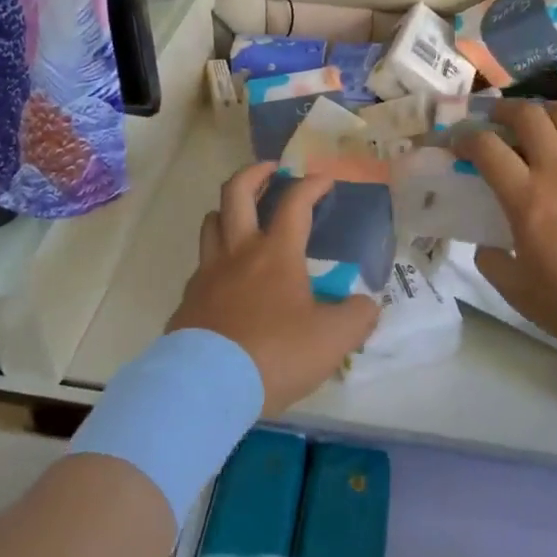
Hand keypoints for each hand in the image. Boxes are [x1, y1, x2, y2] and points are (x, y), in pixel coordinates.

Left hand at [167, 162, 380, 414]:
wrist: (207, 387)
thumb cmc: (275, 354)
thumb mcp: (333, 340)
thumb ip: (357, 317)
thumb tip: (367, 304)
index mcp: (276, 254)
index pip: (296, 203)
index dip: (312, 185)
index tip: (324, 178)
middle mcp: (239, 252)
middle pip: (236, 193)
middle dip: (255, 173)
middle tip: (271, 170)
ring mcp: (208, 274)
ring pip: (211, 222)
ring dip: (228, 210)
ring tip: (243, 216)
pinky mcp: (189, 300)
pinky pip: (202, 265)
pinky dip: (216, 258)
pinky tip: (228, 278)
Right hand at [454, 101, 556, 356]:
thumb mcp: (517, 292)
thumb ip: (492, 263)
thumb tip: (485, 245)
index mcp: (527, 198)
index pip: (486, 147)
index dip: (467, 138)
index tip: (460, 144)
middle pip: (528, 116)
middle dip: (505, 110)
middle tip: (498, 119)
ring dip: (548, 114)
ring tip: (543, 125)